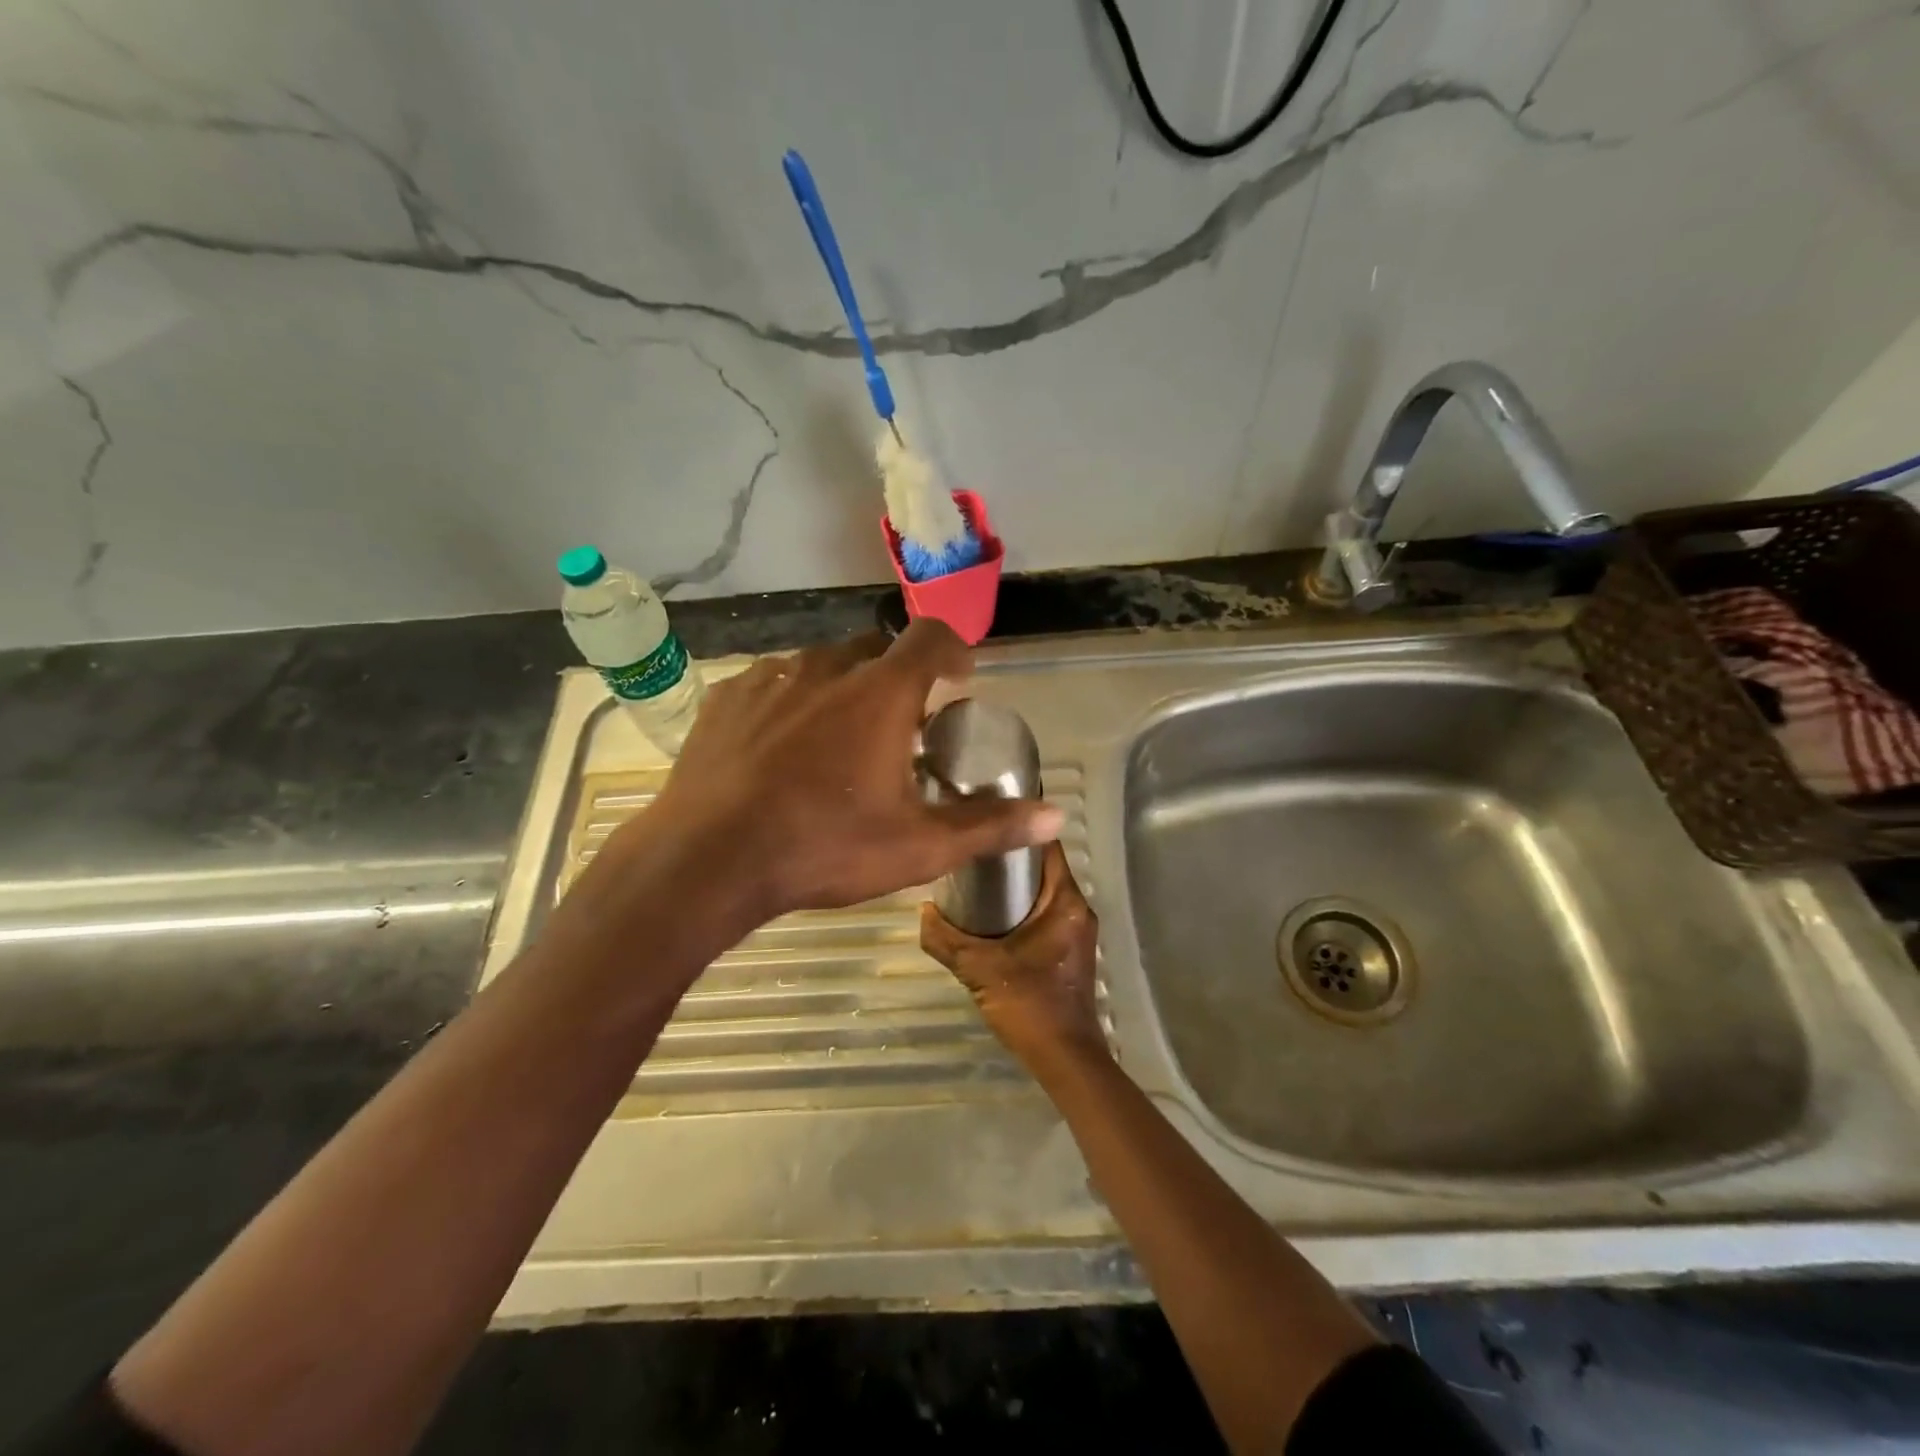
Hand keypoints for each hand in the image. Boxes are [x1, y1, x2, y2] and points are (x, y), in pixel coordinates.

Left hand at [624, 620, 1063, 927]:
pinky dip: (792, 701)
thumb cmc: (824, 847)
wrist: (707, 861)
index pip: (930, 637)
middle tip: (900, 727)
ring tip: (840, 739)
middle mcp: (826, 668)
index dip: (953, 649)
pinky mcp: (727, 700)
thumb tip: (1056, 818)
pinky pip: (772, 683)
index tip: (960, 679)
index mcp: (880, 692)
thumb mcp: (918, 846)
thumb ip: (990, 825)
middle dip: (897, 677)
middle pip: (875, 649)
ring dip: (843, 688)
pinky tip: (782, 746)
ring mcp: (770, 679)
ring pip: (820, 665)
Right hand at [920, 844, 1104, 1072]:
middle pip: (1043, 867)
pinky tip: (990, 915)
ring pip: (1043, 892)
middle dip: (1008, 858)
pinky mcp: (1071, 949)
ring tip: (973, 878)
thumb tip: (922, 911)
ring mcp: (1077, 930)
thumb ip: (945, 939)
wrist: (1065, 1058)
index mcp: (1065, 901)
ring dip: (1014, 885)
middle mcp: (1078, 908)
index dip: (1017, 828)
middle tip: (969, 850)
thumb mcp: (978, 969)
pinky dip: (1021, 907)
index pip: (1046, 846)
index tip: (984, 819)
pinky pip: (1045, 912)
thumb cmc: (1029, 1005)